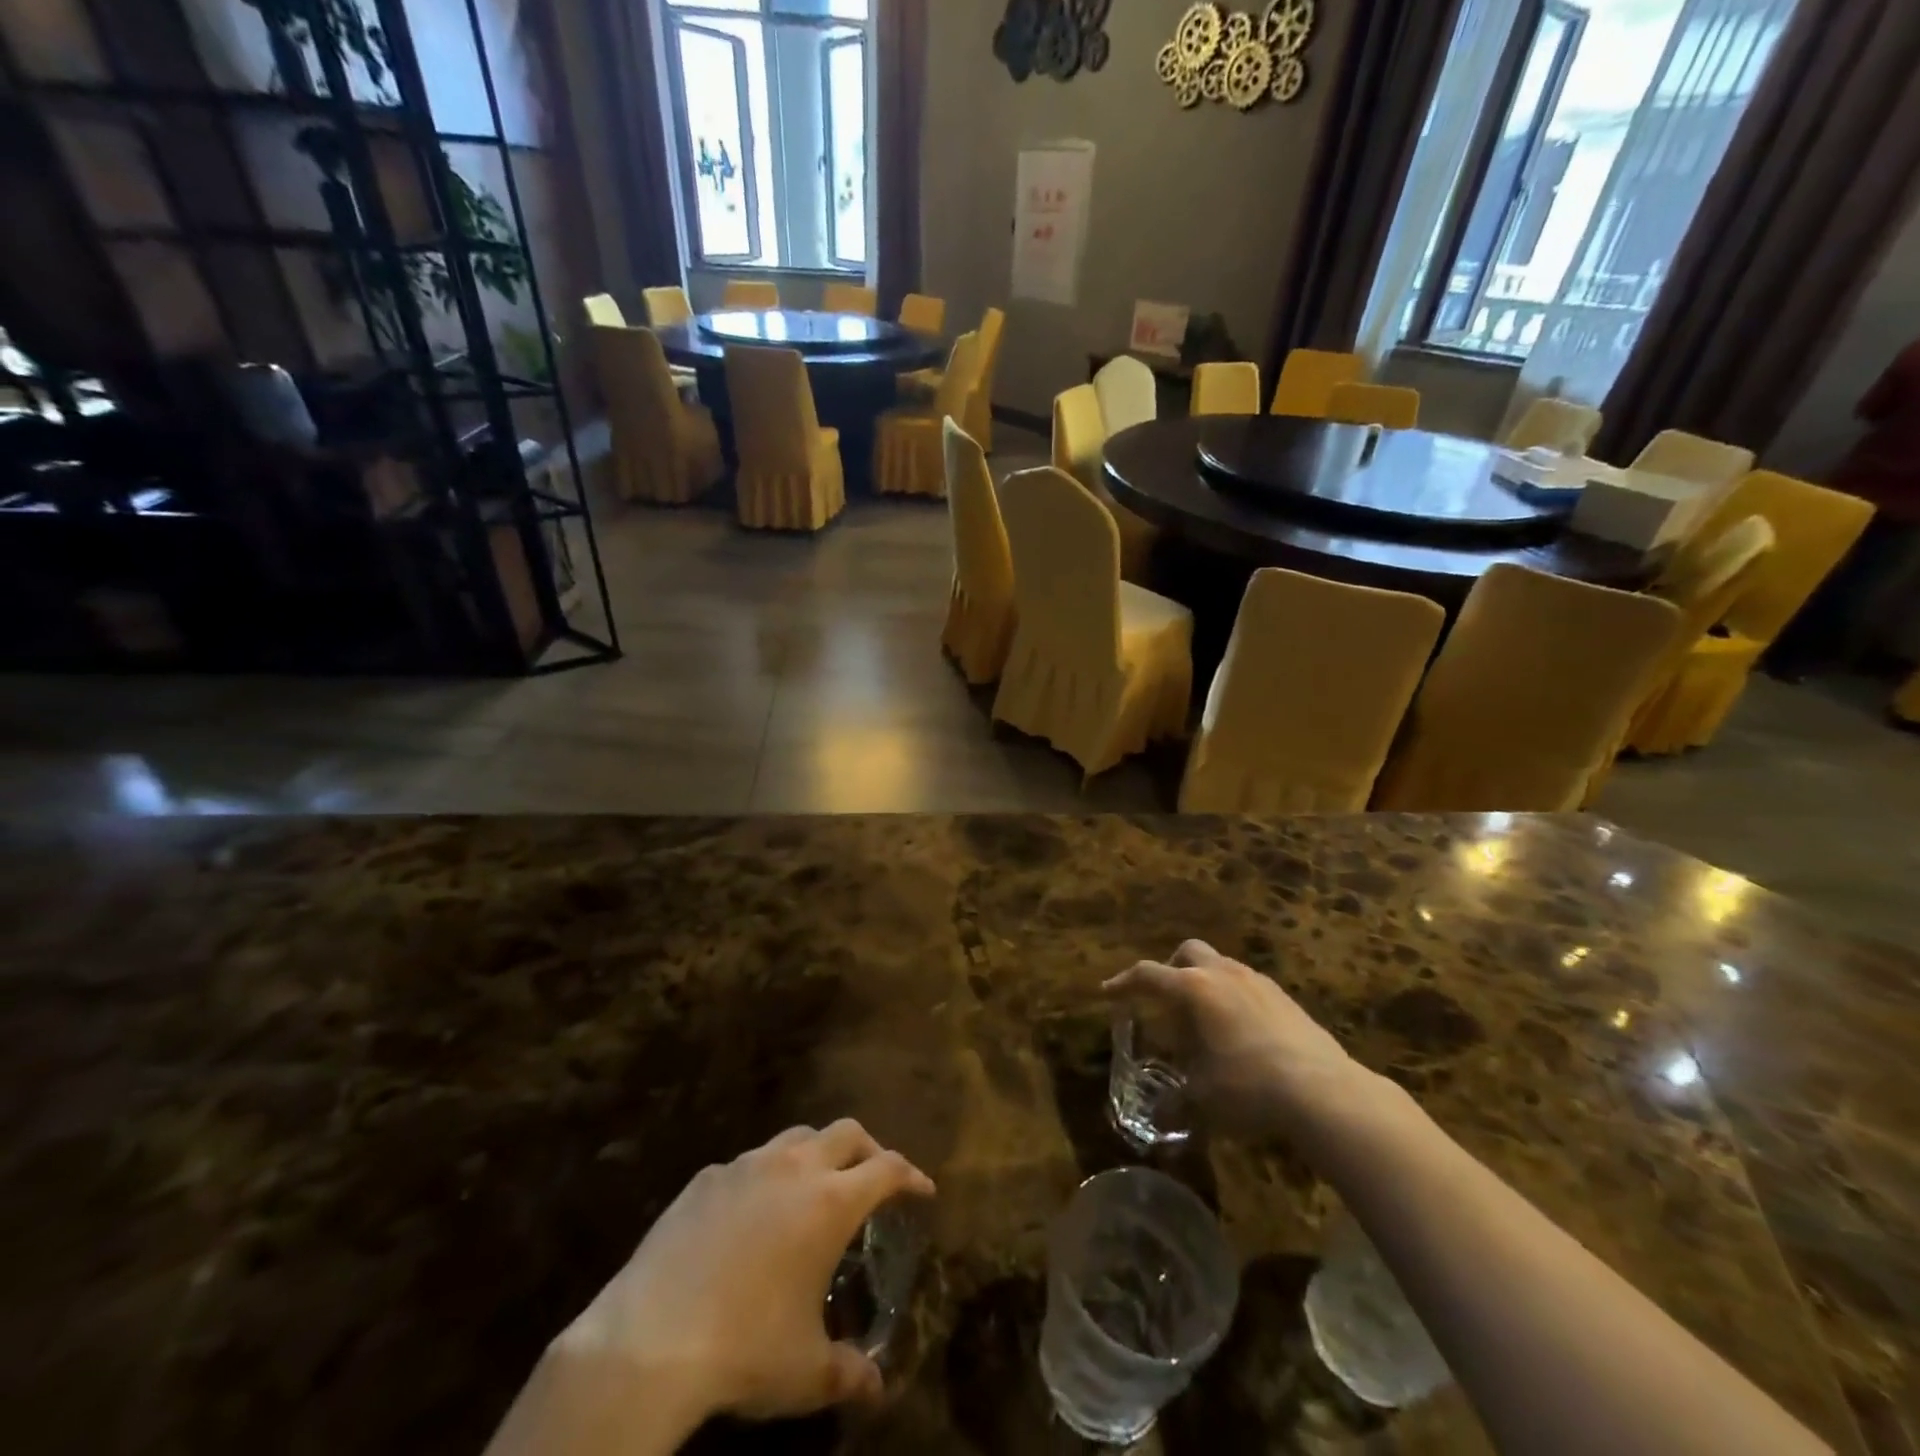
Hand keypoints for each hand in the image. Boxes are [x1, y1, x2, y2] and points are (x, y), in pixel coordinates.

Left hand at [548, 1122, 934, 1436]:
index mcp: (831, 1202)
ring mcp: (747, 1165)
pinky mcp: (706, 1177)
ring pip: (797, 1137)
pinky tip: (752, 1215)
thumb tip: (877, 1387)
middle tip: (874, 1178)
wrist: (649, 1340)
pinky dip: (765, 1177)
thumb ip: (850, 1372)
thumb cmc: (744, 1349)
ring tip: (814, 1188)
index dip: (911, 1175)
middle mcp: (794, 1168)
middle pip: (847, 1132)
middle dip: (869, 1149)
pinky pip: (748, 1163)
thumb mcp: (806, 1373)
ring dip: (817, 1153)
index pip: (888, 1169)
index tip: (922, 1190)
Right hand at [1104, 939, 1371, 1137]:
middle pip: (1188, 952)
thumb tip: (1156, 1119)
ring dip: (1204, 983)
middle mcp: (1223, 974)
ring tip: (1203, 1021)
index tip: (1108, 992)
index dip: (1124, 983)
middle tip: (1165, 1000)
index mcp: (1194, 989)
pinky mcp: (1285, 999)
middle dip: (1170, 969)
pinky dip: (1233, 998)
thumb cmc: (1248, 1087)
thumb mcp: (1202, 1099)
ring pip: (1221, 966)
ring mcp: (1258, 982)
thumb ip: (1175, 1103)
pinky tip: (1240, 1034)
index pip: (1147, 975)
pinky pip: (1247, 986)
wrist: (1324, 1091)